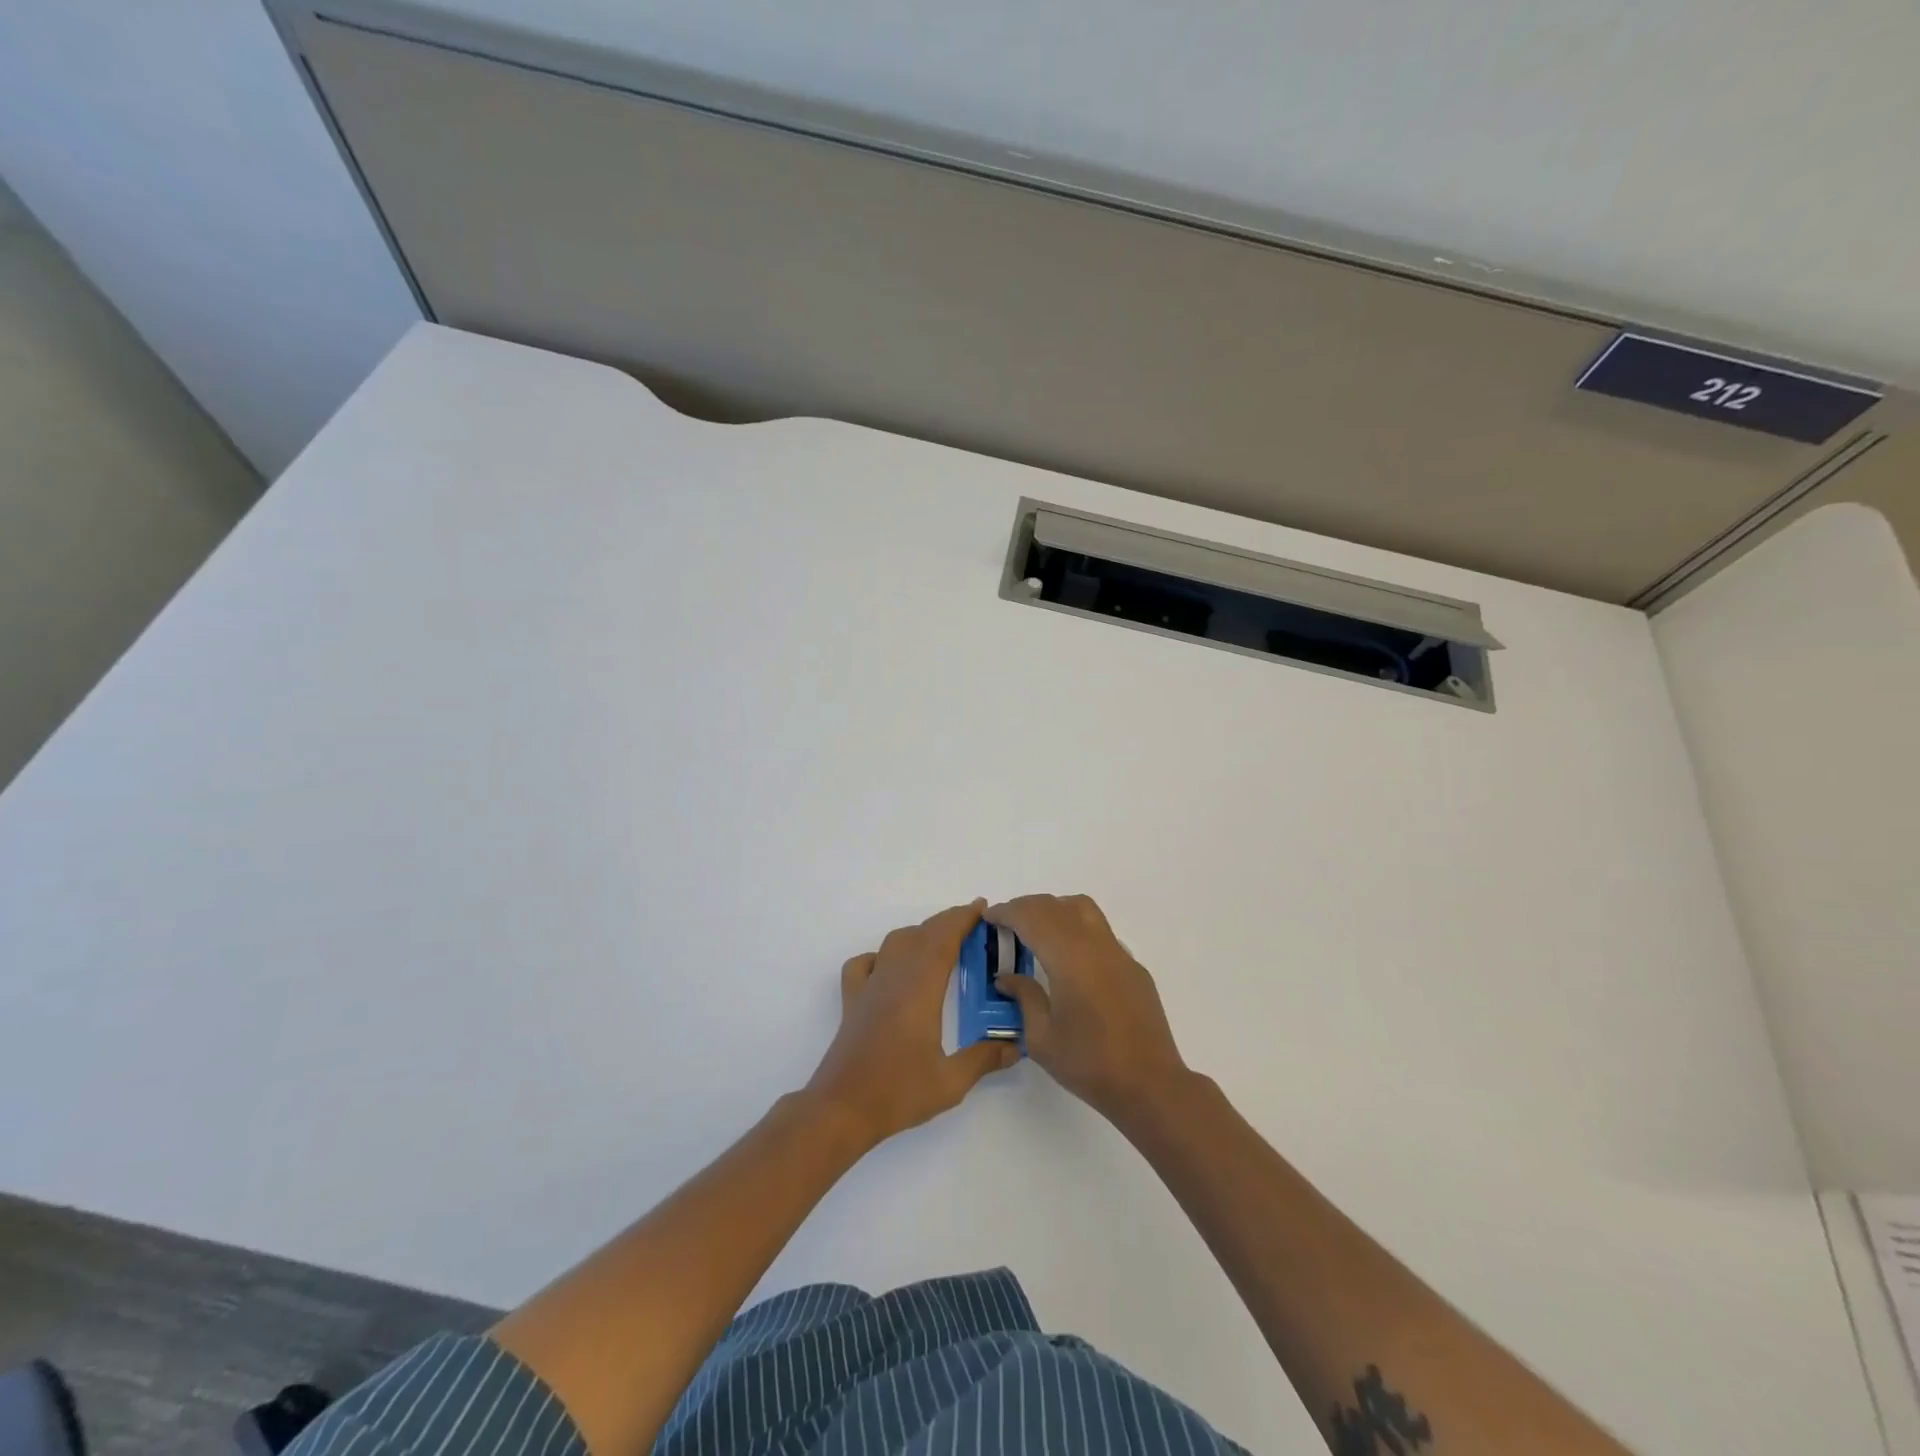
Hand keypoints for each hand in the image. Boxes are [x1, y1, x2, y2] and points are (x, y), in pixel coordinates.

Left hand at [805, 900, 1016, 1151]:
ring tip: (941, 944)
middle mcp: (894, 977)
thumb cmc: (898, 1092)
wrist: (841, 1109)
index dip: (963, 919)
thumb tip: (1014, 1047)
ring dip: (920, 934)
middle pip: (922, 934)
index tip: (982, 908)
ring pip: (895, 942)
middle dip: (948, 922)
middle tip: (974, 925)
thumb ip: (984, 1060)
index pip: (943, 939)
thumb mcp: (950, 1082)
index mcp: (920, 988)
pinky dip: (882, 955)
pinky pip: (865, 963)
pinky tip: (891, 968)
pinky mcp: (852, 1001)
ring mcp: (869, 986)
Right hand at [985, 894, 1189, 1125]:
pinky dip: (1077, 929)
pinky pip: (1100, 932)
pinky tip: (1070, 959)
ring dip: (1055, 909)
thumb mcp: (1042, 1038)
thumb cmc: (1089, 1064)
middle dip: (1027, 907)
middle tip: (1006, 923)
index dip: (1007, 912)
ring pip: (1083, 909)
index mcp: (1069, 959)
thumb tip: (1007, 978)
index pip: (1032, 918)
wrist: (1149, 1084)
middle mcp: (1094, 945)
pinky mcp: (1133, 966)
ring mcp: (1118, 953)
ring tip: (1037, 931)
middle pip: (1056, 906)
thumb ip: (1024, 998)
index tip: (989, 917)